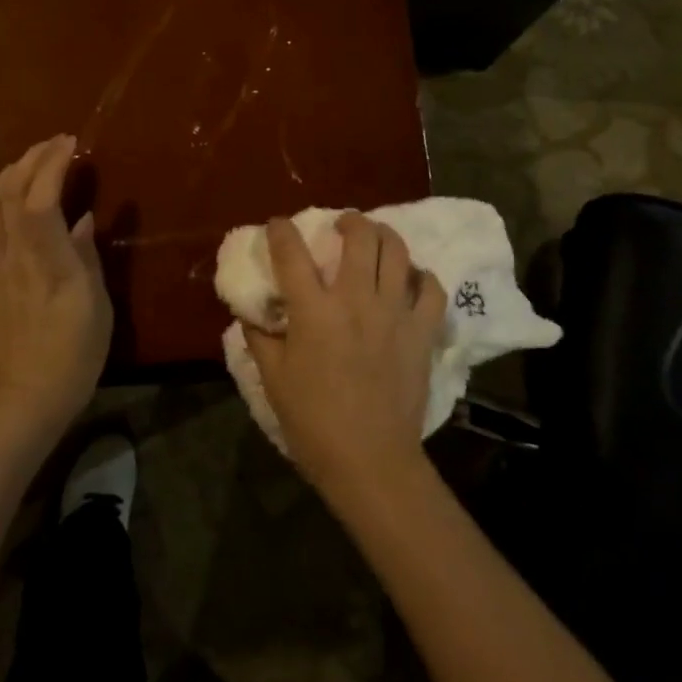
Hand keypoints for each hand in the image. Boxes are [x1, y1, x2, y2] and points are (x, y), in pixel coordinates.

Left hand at [0, 135, 110, 440]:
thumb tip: (84, 220)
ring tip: (28, 157)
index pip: (43, 199)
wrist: (22, 400)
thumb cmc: (73, 357)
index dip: (53, 165)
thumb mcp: (97, 307)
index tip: (70, 143)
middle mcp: (14, 256)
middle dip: (34, 159)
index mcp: (49, 262)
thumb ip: (87, 258)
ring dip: (7, 172)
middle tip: (56, 144)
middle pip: (13, 193)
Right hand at [244, 212, 446, 500]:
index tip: (277, 225)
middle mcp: (356, 300)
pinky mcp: (422, 332)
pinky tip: (411, 279)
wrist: (370, 461)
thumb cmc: (313, 422)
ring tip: (375, 238)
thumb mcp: (273, 379)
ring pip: (397, 252)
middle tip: (341, 224)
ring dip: (384, 235)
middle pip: (359, 237)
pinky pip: (432, 289)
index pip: (292, 253)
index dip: (281, 231)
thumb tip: (250, 312)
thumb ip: (260, 337)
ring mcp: (394, 313)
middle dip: (349, 220)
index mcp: (314, 311)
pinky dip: (422, 276)